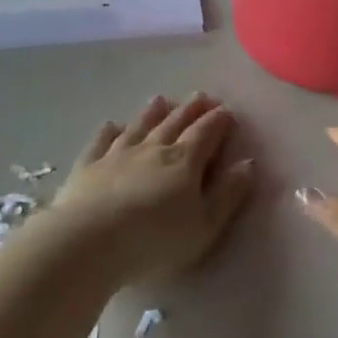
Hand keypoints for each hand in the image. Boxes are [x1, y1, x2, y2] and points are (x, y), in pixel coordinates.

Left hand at [55, 94, 254, 285]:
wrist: (89, 241)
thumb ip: (228, 194)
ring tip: (161, 99)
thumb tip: (249, 163)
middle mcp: (153, 148)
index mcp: (185, 161)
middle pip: (175, 123)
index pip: (206, 133)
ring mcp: (117, 153)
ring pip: (139, 126)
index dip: (219, 121)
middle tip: (201, 96)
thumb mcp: (204, 225)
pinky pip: (101, 141)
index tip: (227, 111)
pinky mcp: (88, 165)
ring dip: (152, 112)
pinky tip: (111, 124)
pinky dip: (108, 131)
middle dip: (191, 109)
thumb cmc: (155, 240)